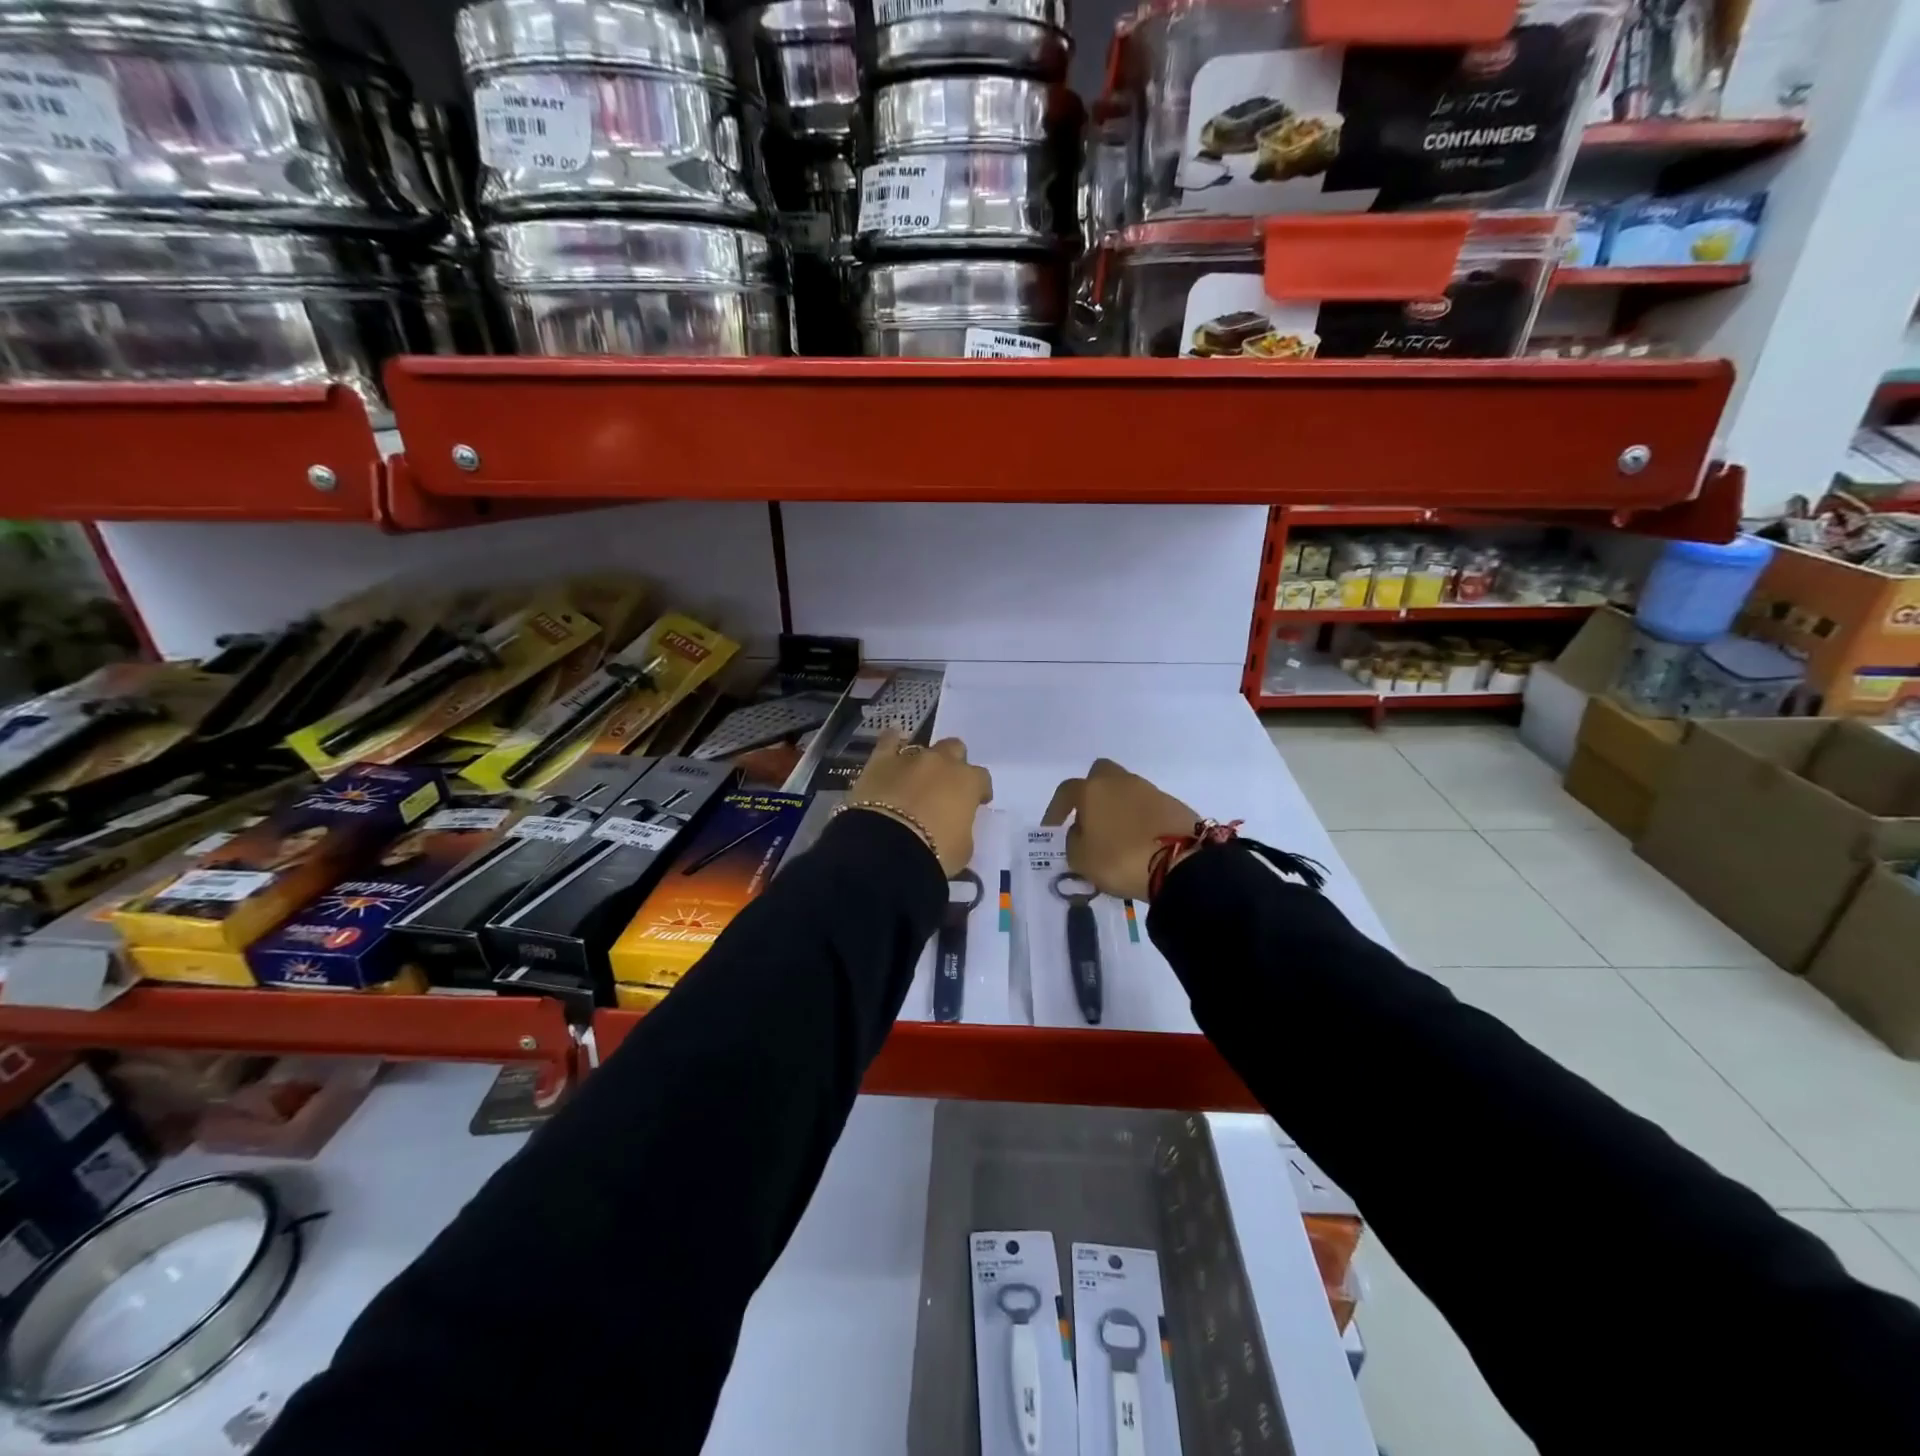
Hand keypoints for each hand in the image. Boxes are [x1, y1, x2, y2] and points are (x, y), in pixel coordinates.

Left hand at [846, 730, 993, 875]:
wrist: (889, 849)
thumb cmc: (935, 852)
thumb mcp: (963, 847)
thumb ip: (963, 828)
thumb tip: (955, 824)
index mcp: (968, 782)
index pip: (981, 778)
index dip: (979, 790)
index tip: (976, 803)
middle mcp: (942, 763)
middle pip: (954, 750)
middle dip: (952, 764)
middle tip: (944, 786)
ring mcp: (911, 758)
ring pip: (923, 746)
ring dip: (923, 760)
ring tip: (916, 778)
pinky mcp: (881, 761)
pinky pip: (888, 741)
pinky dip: (892, 742)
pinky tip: (892, 745)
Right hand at [1044, 759, 1198, 900]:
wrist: (1181, 864)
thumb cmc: (1120, 859)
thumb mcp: (1081, 859)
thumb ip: (1074, 841)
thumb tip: (1081, 831)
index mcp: (1093, 790)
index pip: (1066, 791)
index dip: (1056, 809)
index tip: (1053, 828)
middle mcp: (1121, 782)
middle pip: (1101, 774)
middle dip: (1092, 792)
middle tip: (1089, 818)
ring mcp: (1151, 791)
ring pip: (1127, 790)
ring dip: (1118, 807)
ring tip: (1117, 835)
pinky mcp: (1174, 805)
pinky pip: (1148, 806)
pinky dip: (1141, 818)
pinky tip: (1141, 840)